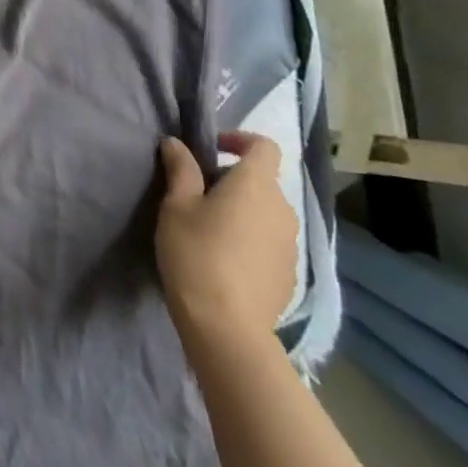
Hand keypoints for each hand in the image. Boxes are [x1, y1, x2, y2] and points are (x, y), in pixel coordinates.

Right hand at [156, 132, 296, 346]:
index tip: (211, 151)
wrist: (226, 326)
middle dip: (233, 180)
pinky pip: (270, 241)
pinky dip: (251, 239)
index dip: (239, 140)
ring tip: (210, 230)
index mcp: (256, 185)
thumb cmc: (196, 253)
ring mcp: (290, 244)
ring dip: (243, 211)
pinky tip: (226, 261)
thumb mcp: (176, 206)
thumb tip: (176, 143)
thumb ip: (180, 169)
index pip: (264, 146)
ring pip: (267, 212)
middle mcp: (282, 208)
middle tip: (197, 195)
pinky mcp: (290, 273)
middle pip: (262, 180)